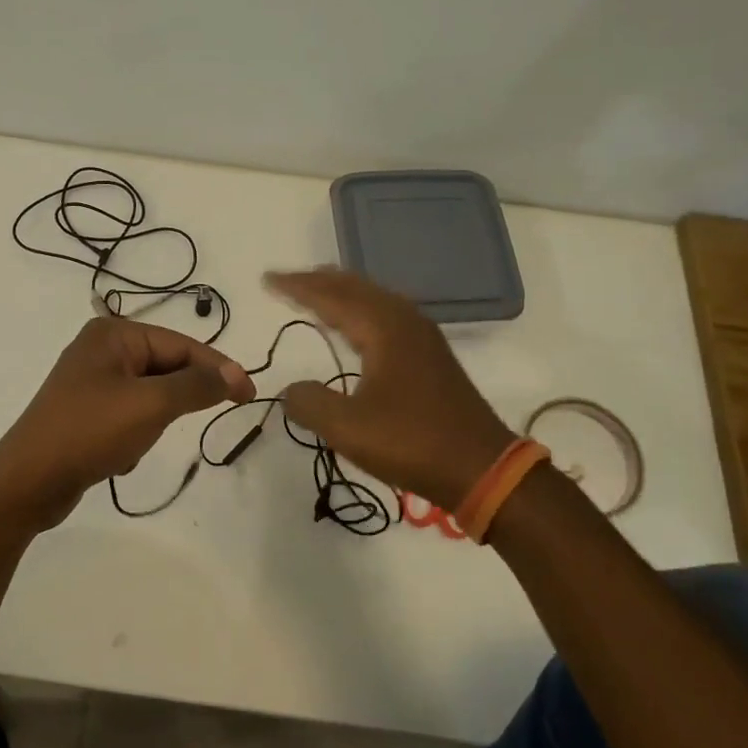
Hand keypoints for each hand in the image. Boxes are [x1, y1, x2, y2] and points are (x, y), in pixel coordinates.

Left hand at [0, 317, 255, 530]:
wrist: (28, 482)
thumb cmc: (90, 432)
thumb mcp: (151, 405)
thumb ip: (197, 385)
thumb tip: (234, 372)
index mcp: (113, 334)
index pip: (181, 345)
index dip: (219, 368)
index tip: (250, 395)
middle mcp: (101, 350)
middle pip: (166, 367)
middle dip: (177, 401)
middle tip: (193, 422)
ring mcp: (91, 382)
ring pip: (150, 396)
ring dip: (153, 423)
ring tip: (135, 443)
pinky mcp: (85, 412)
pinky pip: (129, 416)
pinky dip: (134, 436)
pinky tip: (117, 456)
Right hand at [265, 268, 513, 511]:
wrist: (480, 468)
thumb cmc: (411, 443)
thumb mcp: (347, 428)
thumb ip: (309, 403)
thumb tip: (292, 390)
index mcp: (384, 329)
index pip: (331, 297)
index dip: (297, 287)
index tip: (267, 279)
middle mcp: (404, 322)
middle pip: (355, 288)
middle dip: (319, 282)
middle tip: (287, 280)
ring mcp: (422, 338)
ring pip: (375, 299)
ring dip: (342, 293)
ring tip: (317, 292)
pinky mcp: (430, 356)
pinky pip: (387, 316)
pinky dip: (362, 310)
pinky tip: (358, 325)